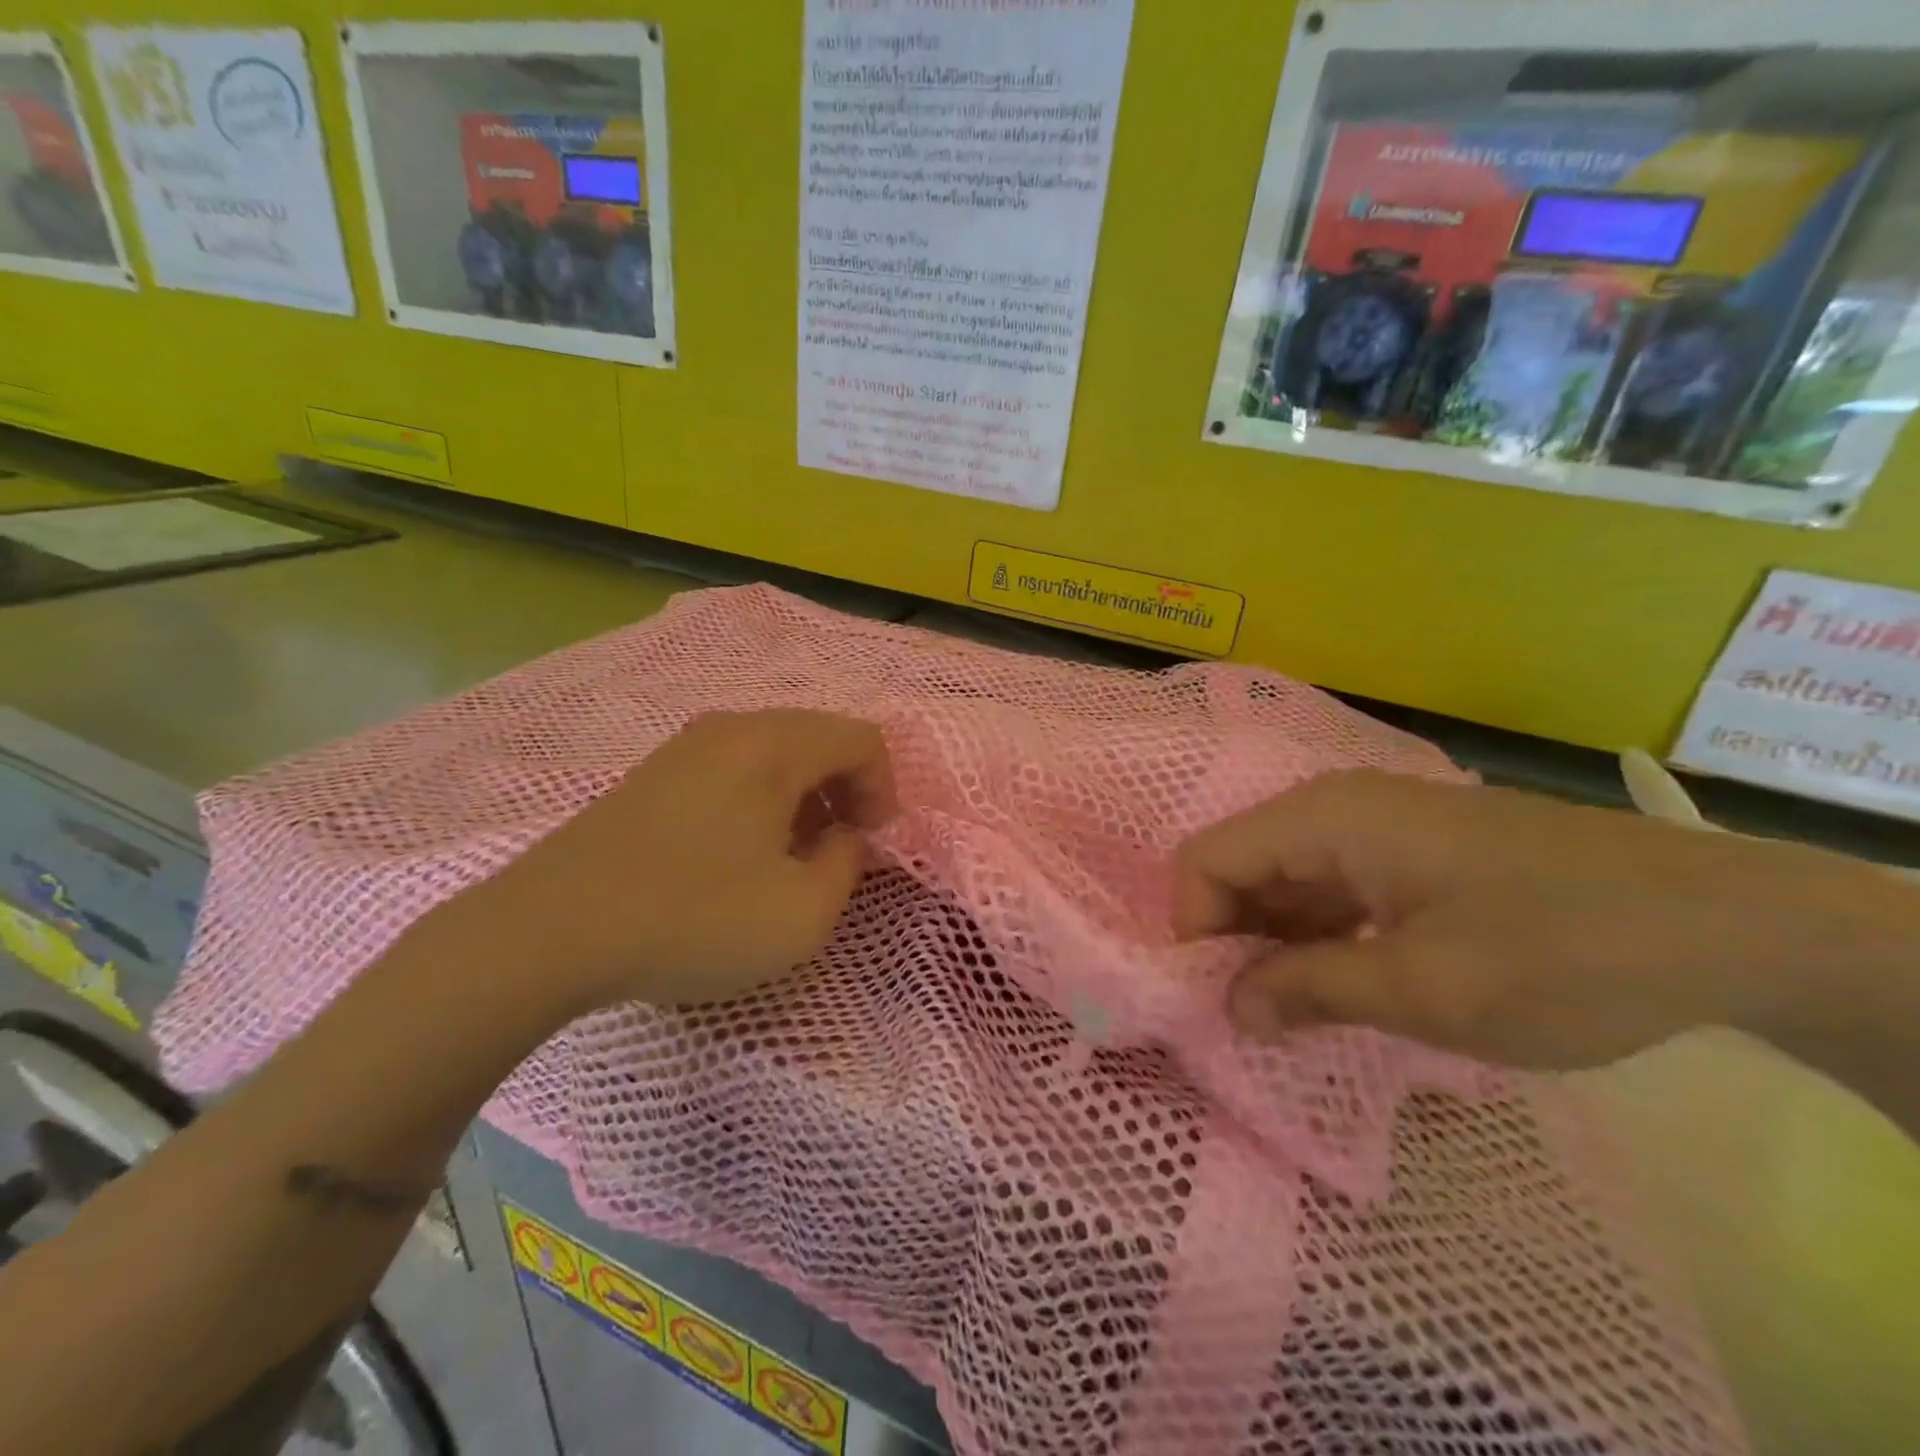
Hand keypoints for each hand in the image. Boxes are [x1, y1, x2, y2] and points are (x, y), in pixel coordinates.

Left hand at [423, 710, 896, 1013]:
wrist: (549, 932)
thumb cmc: (693, 919)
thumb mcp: (802, 913)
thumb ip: (847, 865)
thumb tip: (843, 837)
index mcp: (774, 745)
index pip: (862, 739)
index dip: (884, 790)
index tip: (872, 846)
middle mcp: (732, 728)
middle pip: (819, 739)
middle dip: (846, 793)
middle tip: (838, 852)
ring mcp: (685, 747)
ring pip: (774, 754)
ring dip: (803, 799)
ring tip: (791, 858)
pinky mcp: (652, 774)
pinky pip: (733, 770)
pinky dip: (760, 802)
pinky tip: (739, 856)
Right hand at [1172, 770, 1919, 1070]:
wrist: (1726, 923)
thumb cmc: (1559, 951)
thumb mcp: (1423, 988)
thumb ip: (1308, 991)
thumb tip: (1230, 1008)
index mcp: (1324, 818)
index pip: (1206, 860)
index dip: (1193, 929)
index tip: (1215, 999)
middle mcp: (1336, 806)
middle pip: (1240, 865)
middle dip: (1229, 938)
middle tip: (1249, 1016)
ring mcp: (1376, 824)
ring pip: (1284, 877)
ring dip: (1273, 940)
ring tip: (1293, 1010)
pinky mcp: (1411, 848)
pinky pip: (1332, 885)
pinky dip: (1318, 933)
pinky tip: (1341, 981)